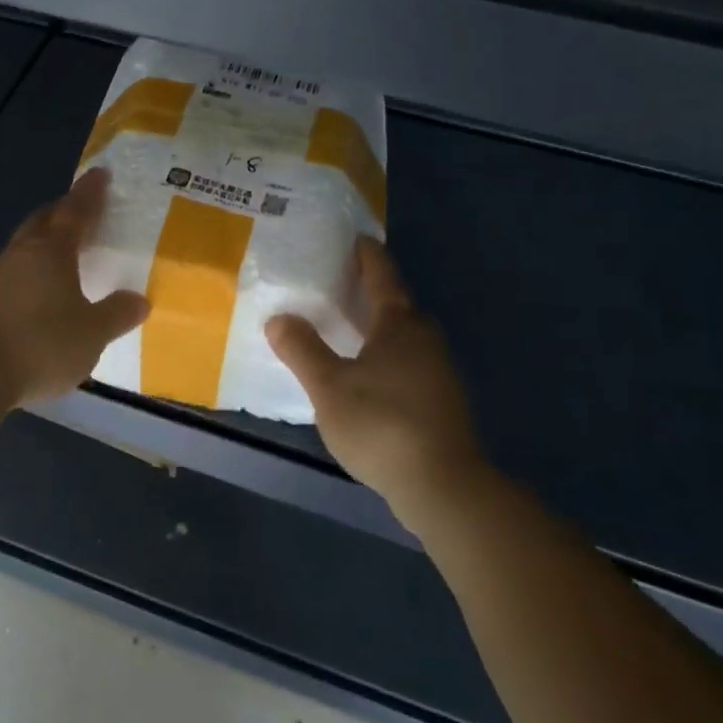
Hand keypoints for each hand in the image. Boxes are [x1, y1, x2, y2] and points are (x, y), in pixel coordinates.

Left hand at [0, 167, 149, 406]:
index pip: (76, 211)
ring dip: (42, 242)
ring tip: (60, 253)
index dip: (90, 193)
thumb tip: (139, 300)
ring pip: (23, 246)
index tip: (100, 173)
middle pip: (43, 221)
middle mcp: (21, 254)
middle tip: (79, 209)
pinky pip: (10, 273)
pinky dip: (28, 271)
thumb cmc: (41, 344)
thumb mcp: (91, 334)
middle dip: (62, 211)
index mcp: (52, 251)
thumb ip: (116, 315)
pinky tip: (35, 292)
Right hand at [267, 238, 487, 531]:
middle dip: (371, 291)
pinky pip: (409, 360)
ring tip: (348, 327)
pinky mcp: (441, 400)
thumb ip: (302, 349)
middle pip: (396, 303)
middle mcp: (424, 338)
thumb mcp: (329, 386)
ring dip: (378, 326)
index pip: (382, 275)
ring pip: (404, 335)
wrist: (443, 485)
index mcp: (399, 324)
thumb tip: (278, 318)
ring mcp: (438, 370)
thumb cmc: (382, 423)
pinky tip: (368, 373)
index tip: (357, 238)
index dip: (367, 255)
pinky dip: (387, 354)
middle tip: (340, 282)